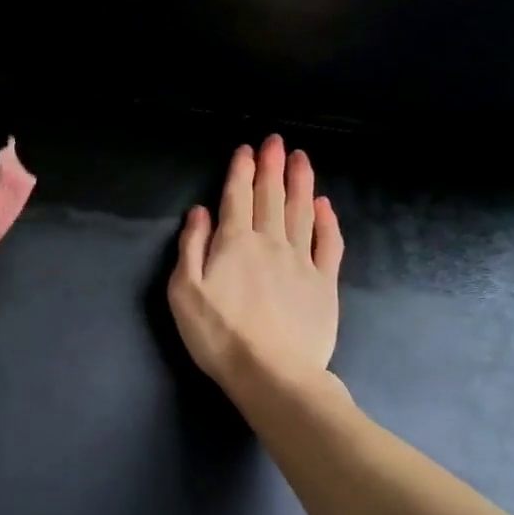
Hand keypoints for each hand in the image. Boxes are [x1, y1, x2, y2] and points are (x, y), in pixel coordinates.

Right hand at [168, 135, 345, 402]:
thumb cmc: (218, 335)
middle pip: (271, 196)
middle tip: (277, 141)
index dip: (241, 170)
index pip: (237, 197)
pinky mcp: (324, 283)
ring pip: (301, 211)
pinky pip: (329, 244)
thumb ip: (191, 247)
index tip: (247, 148)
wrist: (272, 374)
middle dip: (272, 166)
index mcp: (234, 242)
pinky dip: (327, 221)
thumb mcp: (184, 292)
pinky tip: (324, 205)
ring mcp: (302, 261)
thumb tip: (200, 211)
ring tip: (302, 158)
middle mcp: (270, 242)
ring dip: (301, 182)